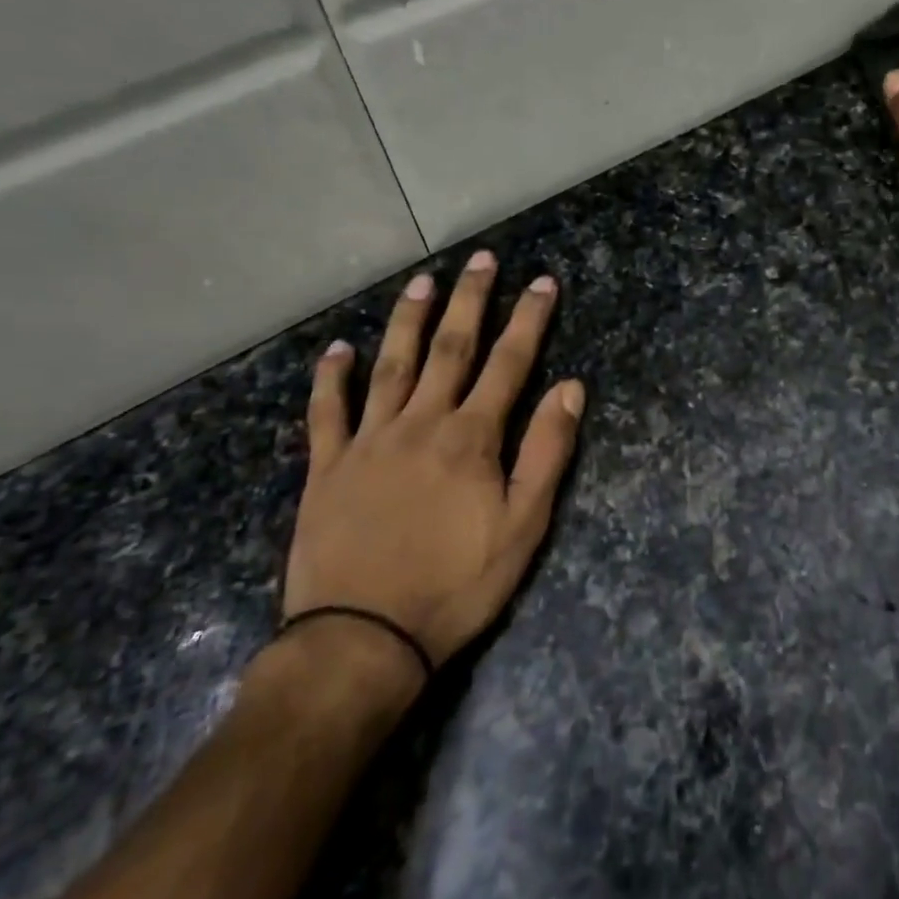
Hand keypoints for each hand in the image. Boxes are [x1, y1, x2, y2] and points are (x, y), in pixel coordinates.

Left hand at [282, 251, 584, 678]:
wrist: (362, 639)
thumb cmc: (455, 585)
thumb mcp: (523, 526)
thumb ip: (547, 452)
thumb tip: (572, 388)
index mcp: (471, 437)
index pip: (509, 363)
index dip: (528, 319)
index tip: (542, 281)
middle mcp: (420, 423)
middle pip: (449, 348)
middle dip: (470, 300)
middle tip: (481, 259)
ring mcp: (368, 441)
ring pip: (390, 365)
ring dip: (408, 319)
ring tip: (422, 281)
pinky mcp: (327, 468)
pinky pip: (327, 412)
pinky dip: (332, 378)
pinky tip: (338, 349)